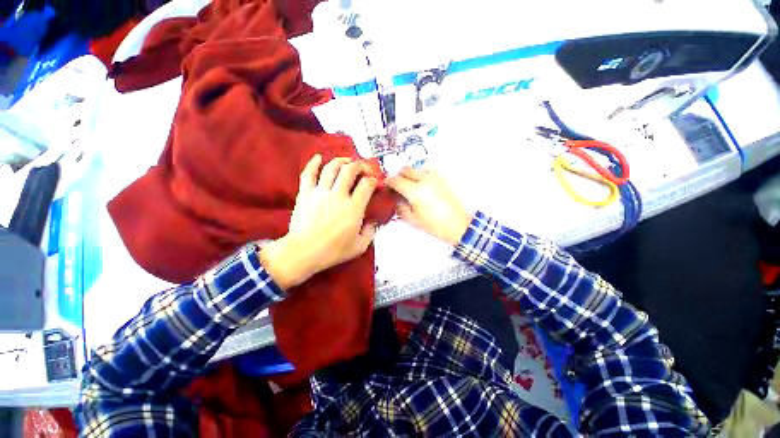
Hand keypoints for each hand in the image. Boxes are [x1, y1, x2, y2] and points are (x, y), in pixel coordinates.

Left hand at [259, 155, 378, 289]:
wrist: (304, 252)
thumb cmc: (333, 251)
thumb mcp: (359, 246)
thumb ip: (370, 232)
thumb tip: (373, 222)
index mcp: (353, 208)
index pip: (366, 185)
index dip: (373, 180)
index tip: (374, 181)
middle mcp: (338, 195)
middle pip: (349, 171)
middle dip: (358, 165)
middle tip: (362, 167)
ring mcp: (320, 192)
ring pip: (331, 168)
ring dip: (340, 161)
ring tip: (346, 161)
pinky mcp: (305, 193)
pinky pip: (308, 173)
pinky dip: (313, 163)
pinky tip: (319, 157)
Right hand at [387, 167, 472, 245]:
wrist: (458, 225)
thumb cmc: (434, 225)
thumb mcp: (412, 219)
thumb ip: (400, 207)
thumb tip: (395, 198)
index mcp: (415, 191)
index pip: (396, 180)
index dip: (388, 182)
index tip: (386, 186)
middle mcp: (424, 179)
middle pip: (405, 170)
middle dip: (398, 176)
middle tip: (396, 187)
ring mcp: (434, 177)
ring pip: (415, 169)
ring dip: (409, 175)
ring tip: (408, 187)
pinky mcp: (441, 178)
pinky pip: (426, 172)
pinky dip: (419, 175)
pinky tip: (420, 187)